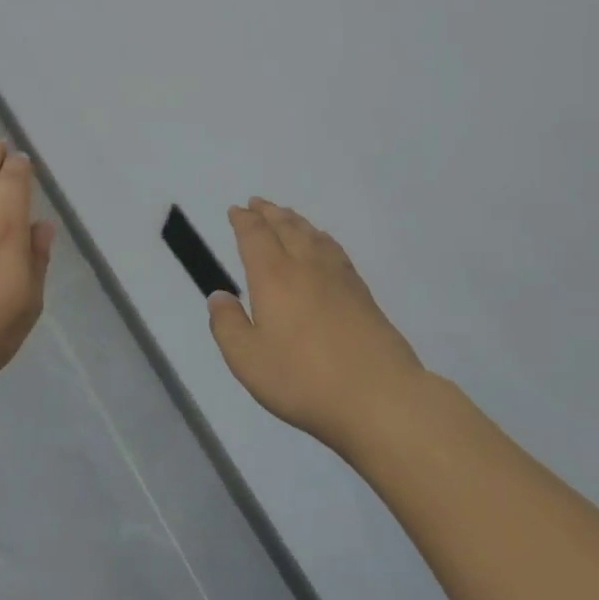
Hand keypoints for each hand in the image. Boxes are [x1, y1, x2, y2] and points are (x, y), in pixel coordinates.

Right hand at [207, 199, 429, 450]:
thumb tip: (219, 296)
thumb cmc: (303, 379)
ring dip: (295, 221)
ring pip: (313, 235)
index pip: (255, 236)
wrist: (379, 397)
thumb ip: (228, 325)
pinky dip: (321, 238)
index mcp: (273, 277)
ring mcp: (339, 278)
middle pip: (286, 227)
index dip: (244, 221)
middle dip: (269, 213)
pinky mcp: (362, 294)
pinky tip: (323, 244)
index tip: (235, 210)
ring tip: (286, 216)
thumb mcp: (248, 359)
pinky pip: (335, 250)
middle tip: (257, 203)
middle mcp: (305, 267)